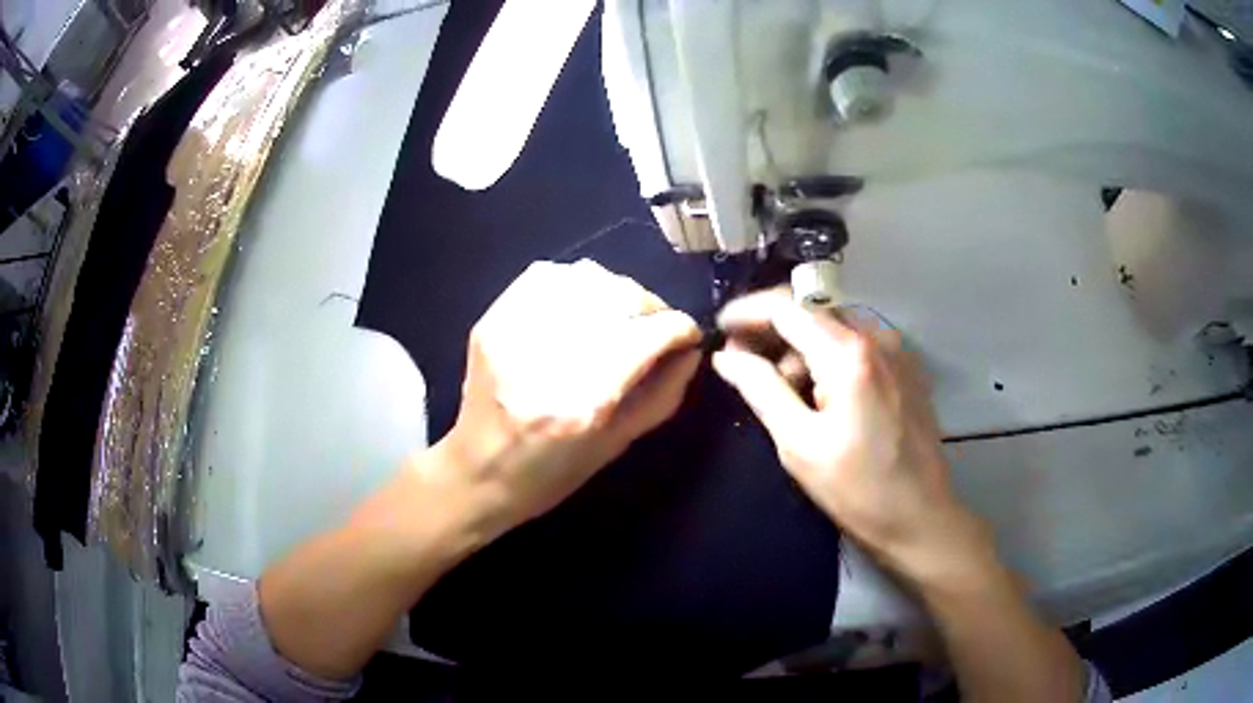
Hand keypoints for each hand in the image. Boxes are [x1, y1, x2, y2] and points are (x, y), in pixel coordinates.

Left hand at [428, 260, 701, 537]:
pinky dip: (575, 283)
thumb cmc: (552, 473)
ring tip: (617, 318)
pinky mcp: (492, 320)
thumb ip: (662, 394)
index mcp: (584, 401)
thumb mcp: (618, 445)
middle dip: (651, 307)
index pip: (649, 334)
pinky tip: (580, 307)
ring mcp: (514, 331)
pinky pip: (547, 275)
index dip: (680, 328)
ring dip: (616, 292)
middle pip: (620, 295)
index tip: (686, 336)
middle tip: (654, 328)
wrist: (478, 471)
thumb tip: (691, 349)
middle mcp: (549, 358)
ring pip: (586, 277)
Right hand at [712, 288, 991, 587]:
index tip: (718, 329)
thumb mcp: (799, 444)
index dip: (747, 312)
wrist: (920, 518)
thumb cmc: (856, 489)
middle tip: (742, 365)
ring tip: (784, 393)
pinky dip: (830, 359)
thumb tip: (725, 357)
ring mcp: (897, 351)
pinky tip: (821, 396)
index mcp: (848, 353)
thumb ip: (761, 389)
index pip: (787, 307)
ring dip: (802, 350)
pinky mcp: (906, 369)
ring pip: (834, 329)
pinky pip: (858, 346)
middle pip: (812, 314)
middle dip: (773, 333)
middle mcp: (877, 337)